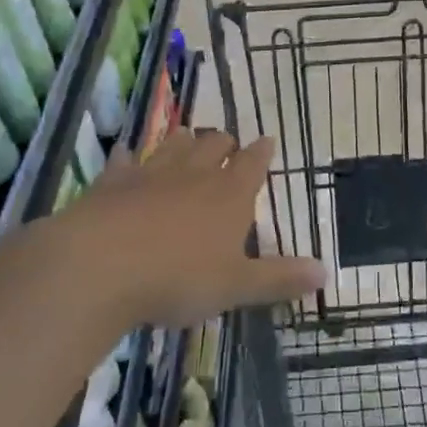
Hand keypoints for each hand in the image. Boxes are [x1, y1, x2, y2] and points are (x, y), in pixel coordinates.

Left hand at [45, 128, 324, 327]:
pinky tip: (128, 157)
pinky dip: (130, 158)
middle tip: (227, 146)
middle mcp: (194, 174)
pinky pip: (125, 160)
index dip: (261, 152)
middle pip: (214, 144)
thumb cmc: (179, 278)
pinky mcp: (112, 182)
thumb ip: (279, 278)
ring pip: (173, 144)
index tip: (267, 141)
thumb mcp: (236, 286)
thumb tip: (326, 273)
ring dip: (183, 141)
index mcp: (229, 195)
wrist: (101, 266)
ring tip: (186, 140)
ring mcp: (151, 173)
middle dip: (224, 143)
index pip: (253, 163)